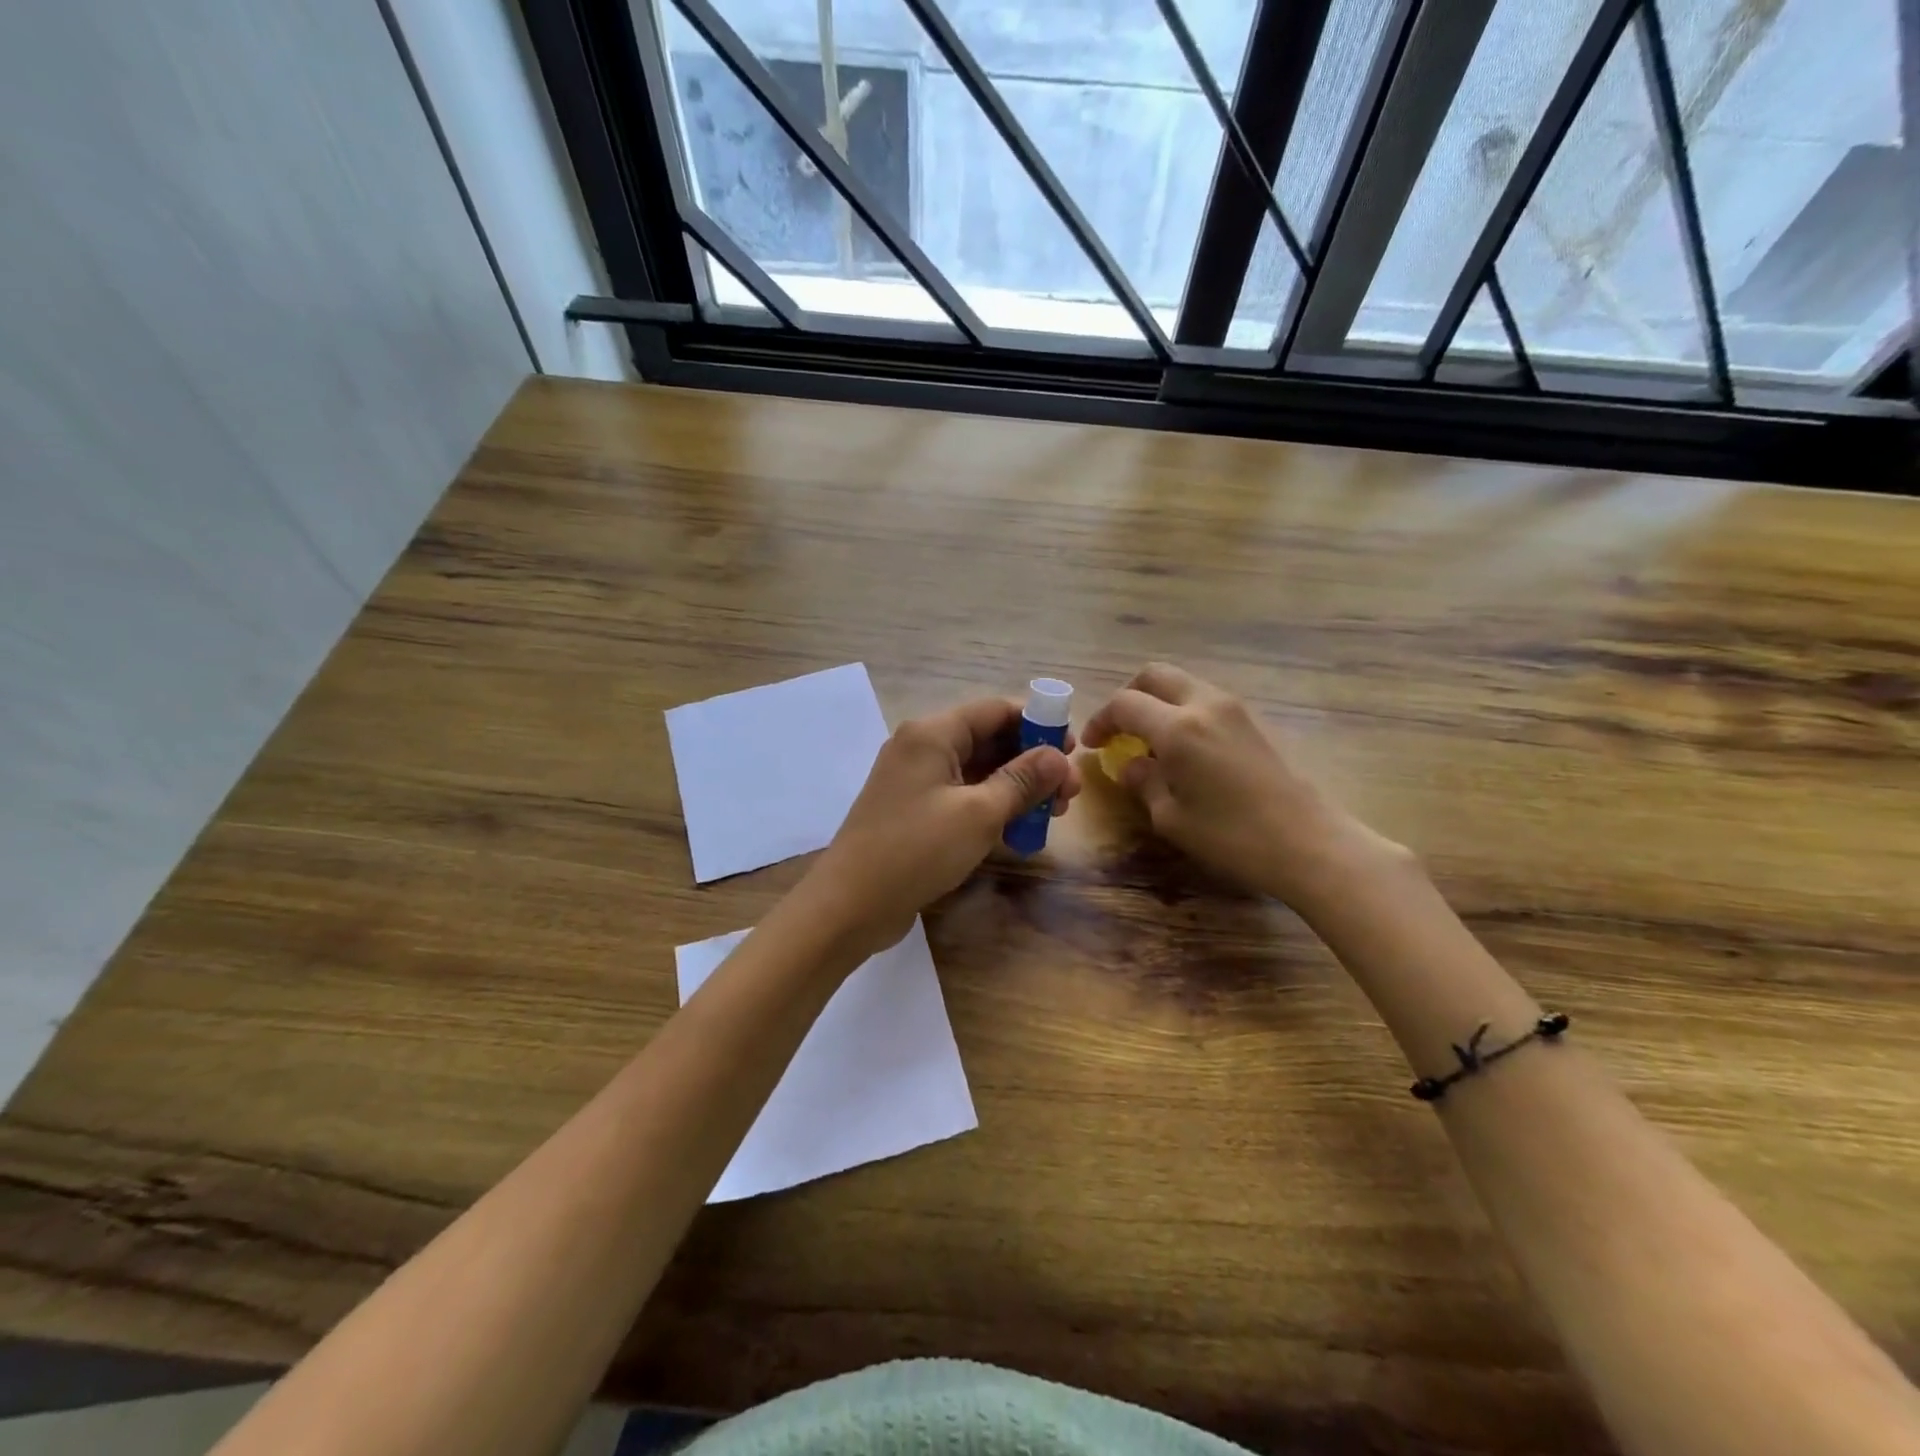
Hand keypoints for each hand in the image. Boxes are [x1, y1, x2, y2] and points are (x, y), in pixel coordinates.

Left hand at [804, 697, 1081, 957]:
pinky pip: (962, 795)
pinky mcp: (914, 810)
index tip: (1072, 751)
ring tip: (1053, 813)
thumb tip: (1058, 756)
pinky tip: (1019, 828)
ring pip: (977, 771)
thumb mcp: (978, 814)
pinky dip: (991, 805)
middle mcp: (921, 747)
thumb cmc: (916, 849)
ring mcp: (915, 780)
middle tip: (1069, 793)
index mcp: (932, 733)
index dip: (1038, 724)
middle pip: (988, 739)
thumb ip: (1022, 780)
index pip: (995, 711)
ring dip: (1016, 787)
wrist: (851, 903)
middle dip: (1032, 761)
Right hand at [1083, 663, 1399, 904]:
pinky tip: (1183, 749)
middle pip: (1155, 676)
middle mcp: (1205, 704)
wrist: (1309, 843)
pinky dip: (1183, 711)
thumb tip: (1129, 764)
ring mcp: (1234, 708)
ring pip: (1183, 684)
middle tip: (1118, 729)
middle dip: (1128, 697)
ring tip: (1149, 741)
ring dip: (1158, 702)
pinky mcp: (1253, 720)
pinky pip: (1205, 700)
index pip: (1125, 704)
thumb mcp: (1172, 817)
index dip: (1101, 720)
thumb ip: (1143, 782)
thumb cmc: (1232, 837)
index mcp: (1178, 728)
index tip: (1093, 744)